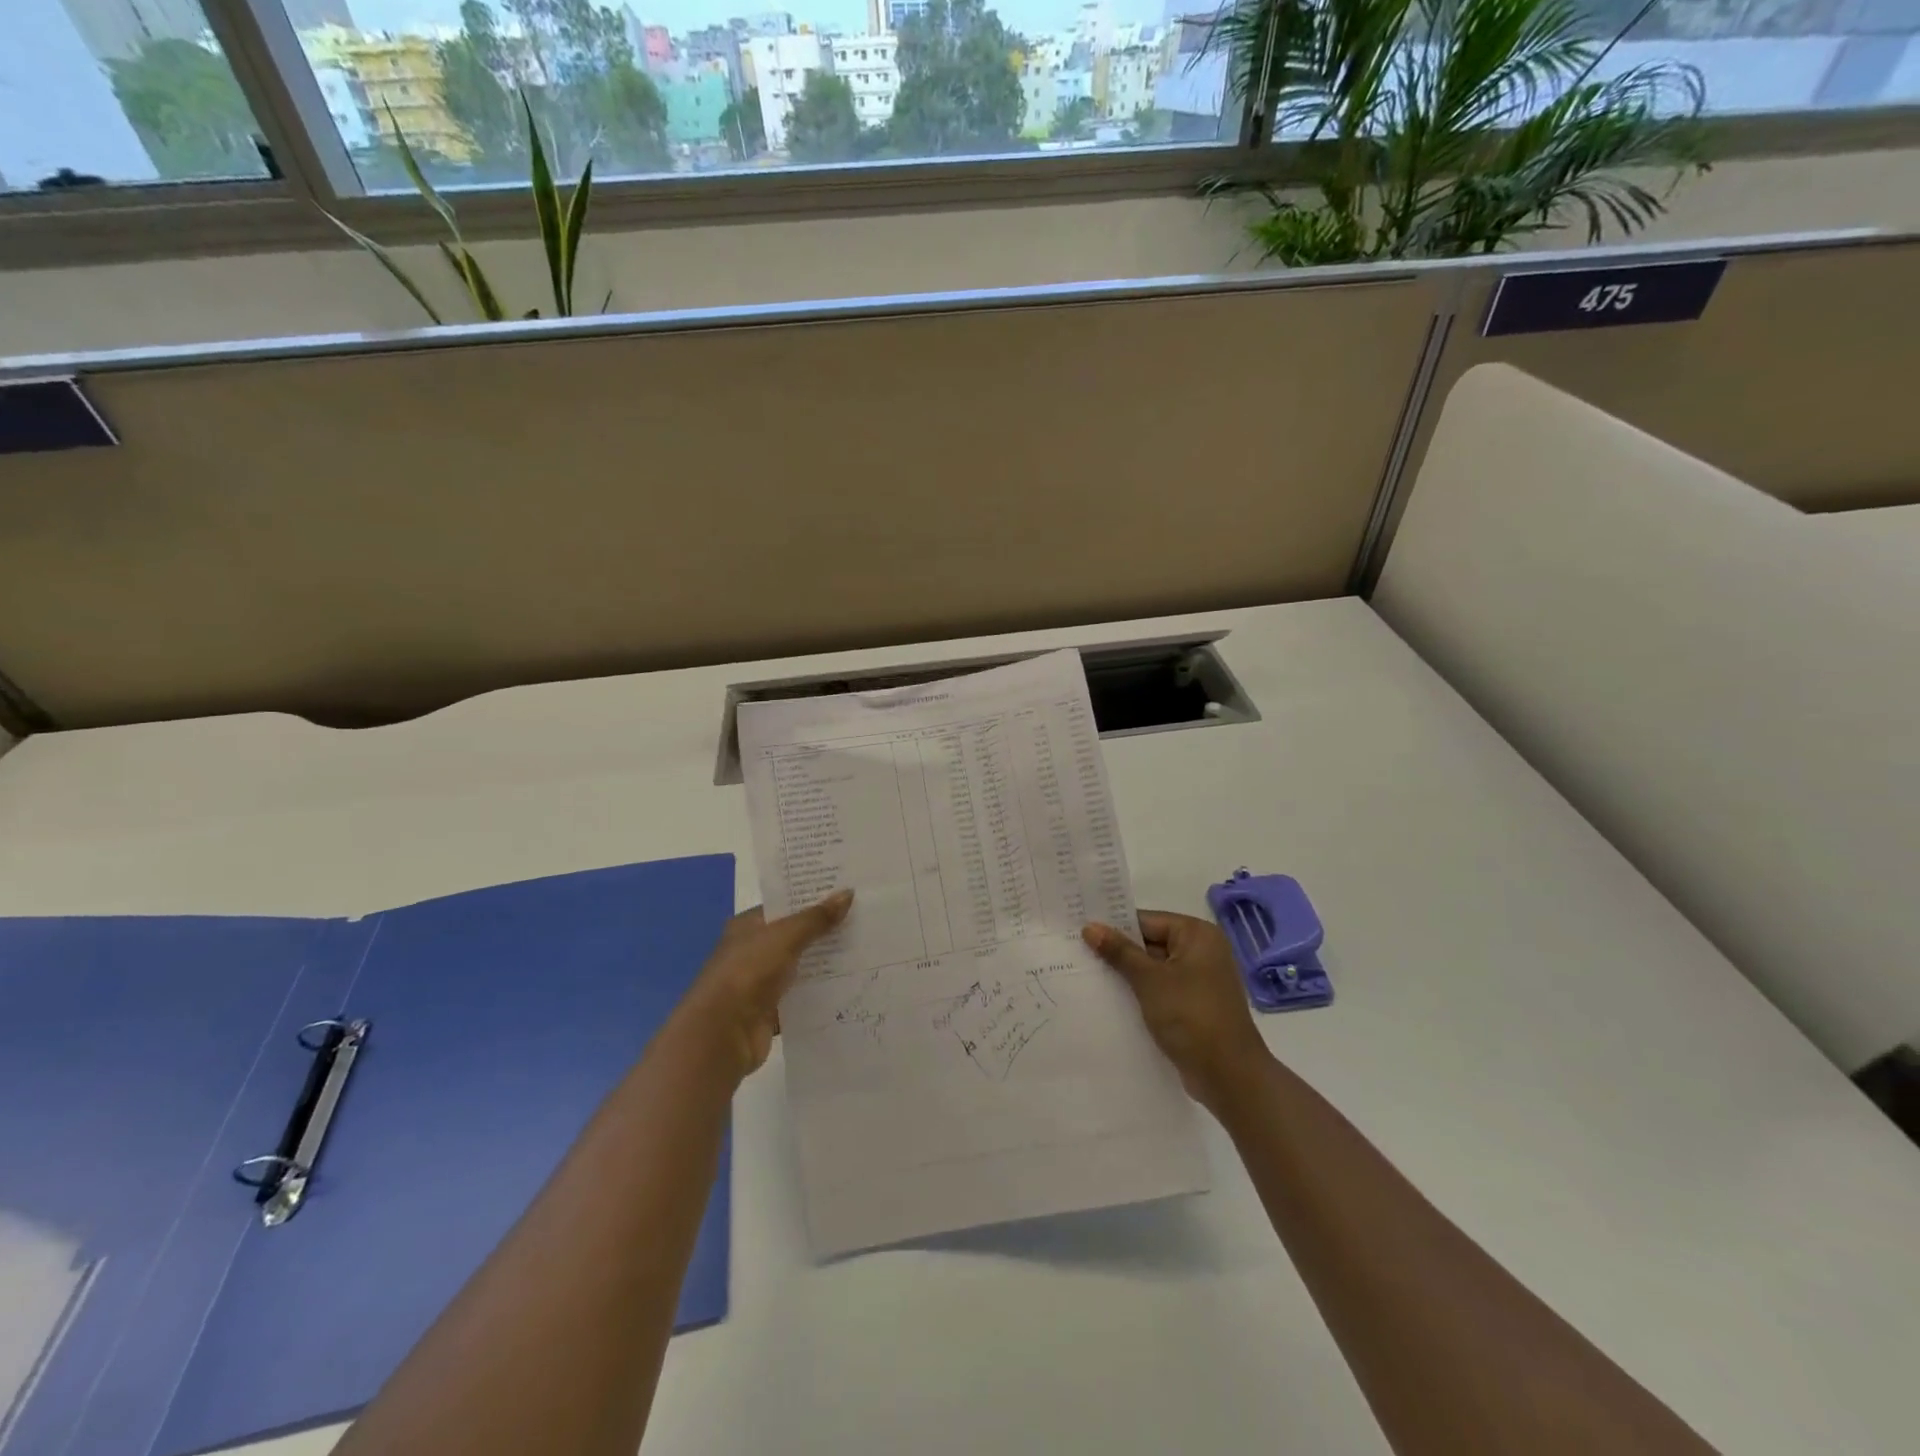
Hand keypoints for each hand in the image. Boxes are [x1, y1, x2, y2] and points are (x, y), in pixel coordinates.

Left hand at [678, 889, 851, 1080]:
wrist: (722, 1034)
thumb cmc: (748, 972)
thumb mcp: (785, 937)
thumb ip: (816, 918)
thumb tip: (848, 893)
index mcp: (748, 926)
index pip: (784, 906)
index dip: (813, 899)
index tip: (847, 893)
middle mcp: (753, 951)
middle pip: (795, 936)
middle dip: (825, 931)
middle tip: (864, 920)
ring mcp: (761, 983)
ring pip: (801, 967)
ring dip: (826, 963)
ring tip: (865, 951)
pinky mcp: (771, 1011)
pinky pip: (802, 997)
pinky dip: (820, 994)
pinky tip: (850, 986)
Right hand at [1083, 911, 1272, 1111]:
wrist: (1229, 1076)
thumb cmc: (1191, 1016)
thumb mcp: (1150, 980)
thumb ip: (1119, 951)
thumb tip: (1090, 927)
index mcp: (1197, 935)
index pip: (1147, 921)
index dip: (1114, 926)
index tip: (1080, 930)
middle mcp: (1201, 951)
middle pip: (1150, 943)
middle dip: (1118, 951)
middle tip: (1076, 951)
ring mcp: (1199, 980)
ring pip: (1153, 969)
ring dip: (1127, 974)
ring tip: (1086, 973)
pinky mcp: (1194, 1006)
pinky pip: (1161, 989)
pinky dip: (1140, 992)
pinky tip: (1110, 998)